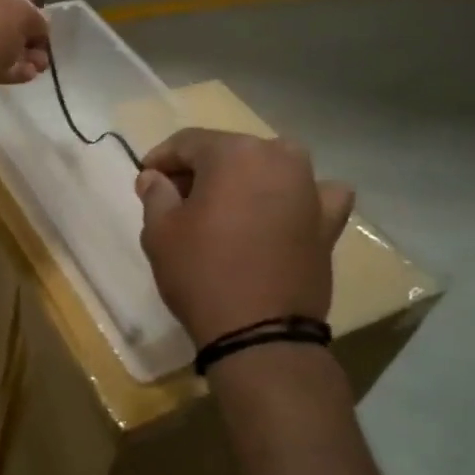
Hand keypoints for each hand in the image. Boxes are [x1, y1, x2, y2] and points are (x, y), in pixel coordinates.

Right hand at [135, 129, 354, 347]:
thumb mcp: (160, 231)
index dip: (161, 158)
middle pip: (230, 152)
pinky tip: (284, 211)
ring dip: (246, 179)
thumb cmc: (201, 272)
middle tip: (178, 198)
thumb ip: (156, 193)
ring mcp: (310, 188)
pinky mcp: (329, 221)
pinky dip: (297, 197)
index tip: (145, 178)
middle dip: (201, 170)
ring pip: (271, 167)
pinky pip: (314, 195)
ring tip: (225, 208)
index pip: (188, 142)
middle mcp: (279, 157)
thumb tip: (155, 176)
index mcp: (234, 152)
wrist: (260, 332)